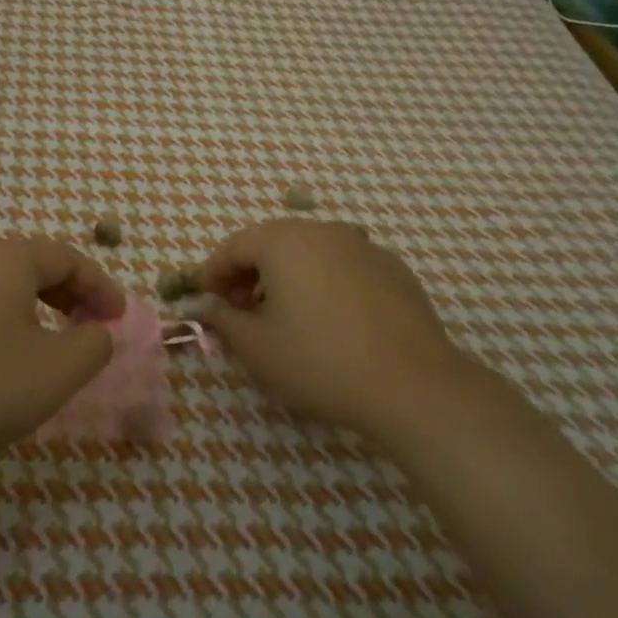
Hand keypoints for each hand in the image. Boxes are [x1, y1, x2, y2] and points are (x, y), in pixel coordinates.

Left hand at [0, 237, 125, 474]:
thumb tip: (95, 333)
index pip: (68, 258)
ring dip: (35, 313)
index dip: (102, 287)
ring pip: (0, 290)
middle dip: (69, 297)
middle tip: (89, 330)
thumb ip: (92, 345)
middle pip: (32, 267)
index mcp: (6, 259)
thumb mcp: (55, 370)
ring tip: (49, 351)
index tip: (119, 320)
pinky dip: (1, 327)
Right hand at [199, 220, 478, 439]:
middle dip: (249, 273)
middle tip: (239, 309)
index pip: (235, 246)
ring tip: (283, 316)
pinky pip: (343, 267)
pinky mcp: (393, 270)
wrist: (412, 385)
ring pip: (311, 253)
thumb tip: (216, 309)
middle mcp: (324, 231)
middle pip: (273, 243)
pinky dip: (323, 283)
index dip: (213, 272)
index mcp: (285, 241)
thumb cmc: (319, 361)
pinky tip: (329, 321)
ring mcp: (364, 247)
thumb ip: (226, 322)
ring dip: (287, 277)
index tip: (205, 300)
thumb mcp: (257, 348)